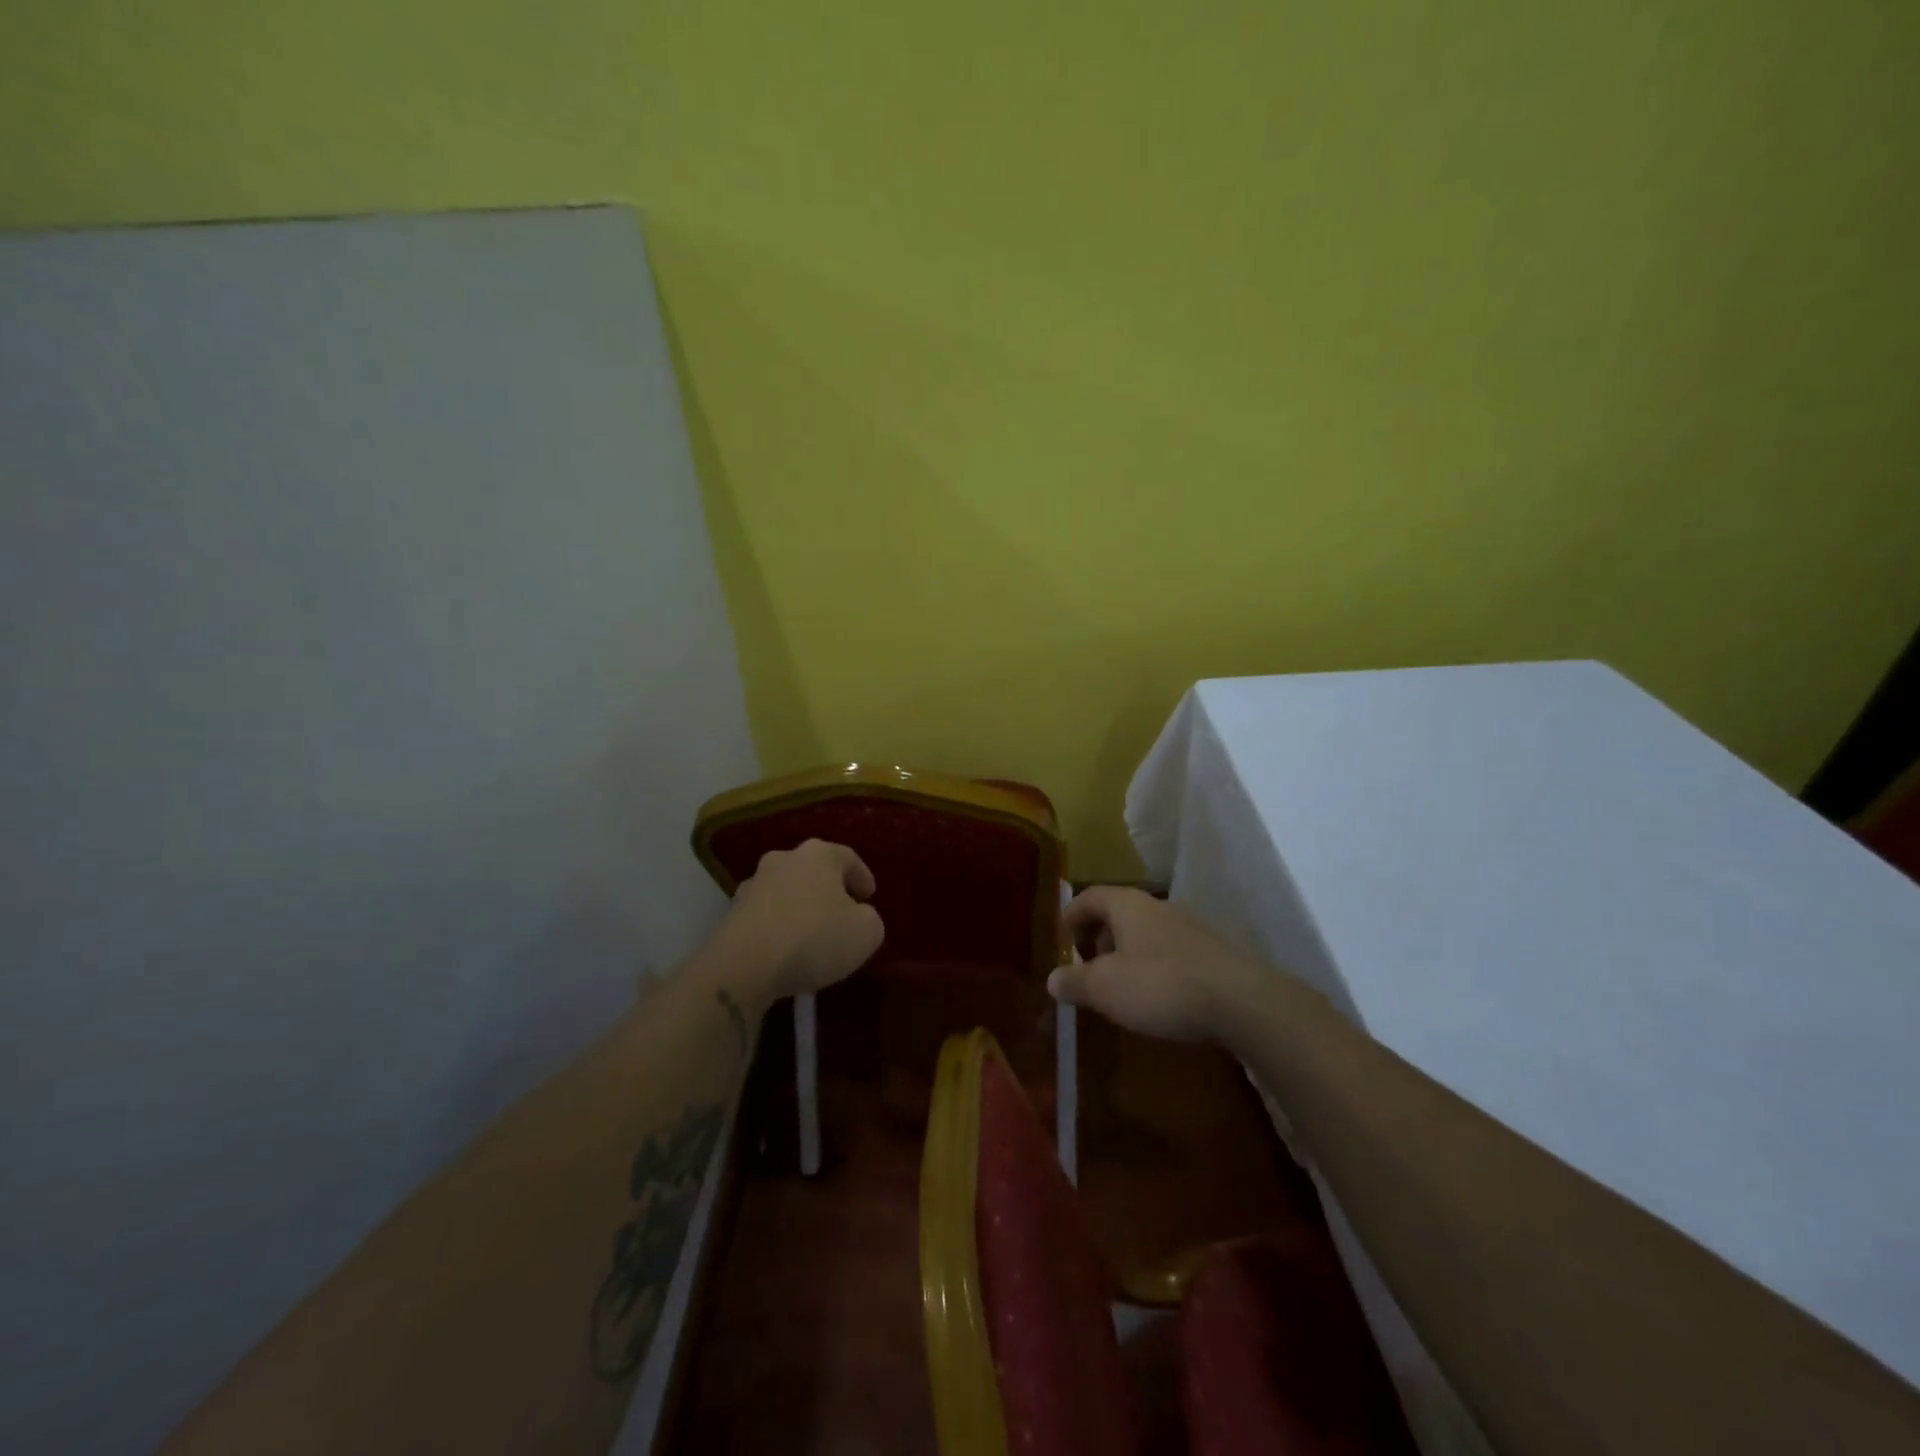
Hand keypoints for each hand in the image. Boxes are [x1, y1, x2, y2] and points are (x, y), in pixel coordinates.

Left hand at [716, 839, 884, 1005]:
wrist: (744, 965)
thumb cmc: (814, 938)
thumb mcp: (867, 932)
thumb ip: (870, 919)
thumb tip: (858, 917)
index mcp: (819, 855)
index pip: (848, 858)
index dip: (862, 877)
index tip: (869, 896)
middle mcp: (784, 859)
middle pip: (814, 870)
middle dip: (829, 889)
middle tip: (842, 912)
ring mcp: (753, 884)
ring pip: (787, 891)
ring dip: (800, 906)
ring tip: (812, 934)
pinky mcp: (732, 913)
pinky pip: (766, 915)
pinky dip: (778, 926)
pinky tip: (786, 949)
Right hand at [1049, 886, 1273, 1043]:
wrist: (1241, 1002)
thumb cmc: (1161, 985)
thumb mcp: (1105, 988)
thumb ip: (1074, 981)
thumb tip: (1052, 979)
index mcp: (1128, 905)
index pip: (1090, 896)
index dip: (1071, 914)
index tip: (1061, 937)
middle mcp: (1158, 907)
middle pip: (1118, 912)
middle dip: (1099, 937)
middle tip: (1088, 967)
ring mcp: (1189, 927)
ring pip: (1145, 932)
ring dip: (1127, 953)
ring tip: (1120, 986)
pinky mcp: (1212, 952)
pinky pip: (1170, 951)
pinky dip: (1153, 966)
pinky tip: (1156, 997)